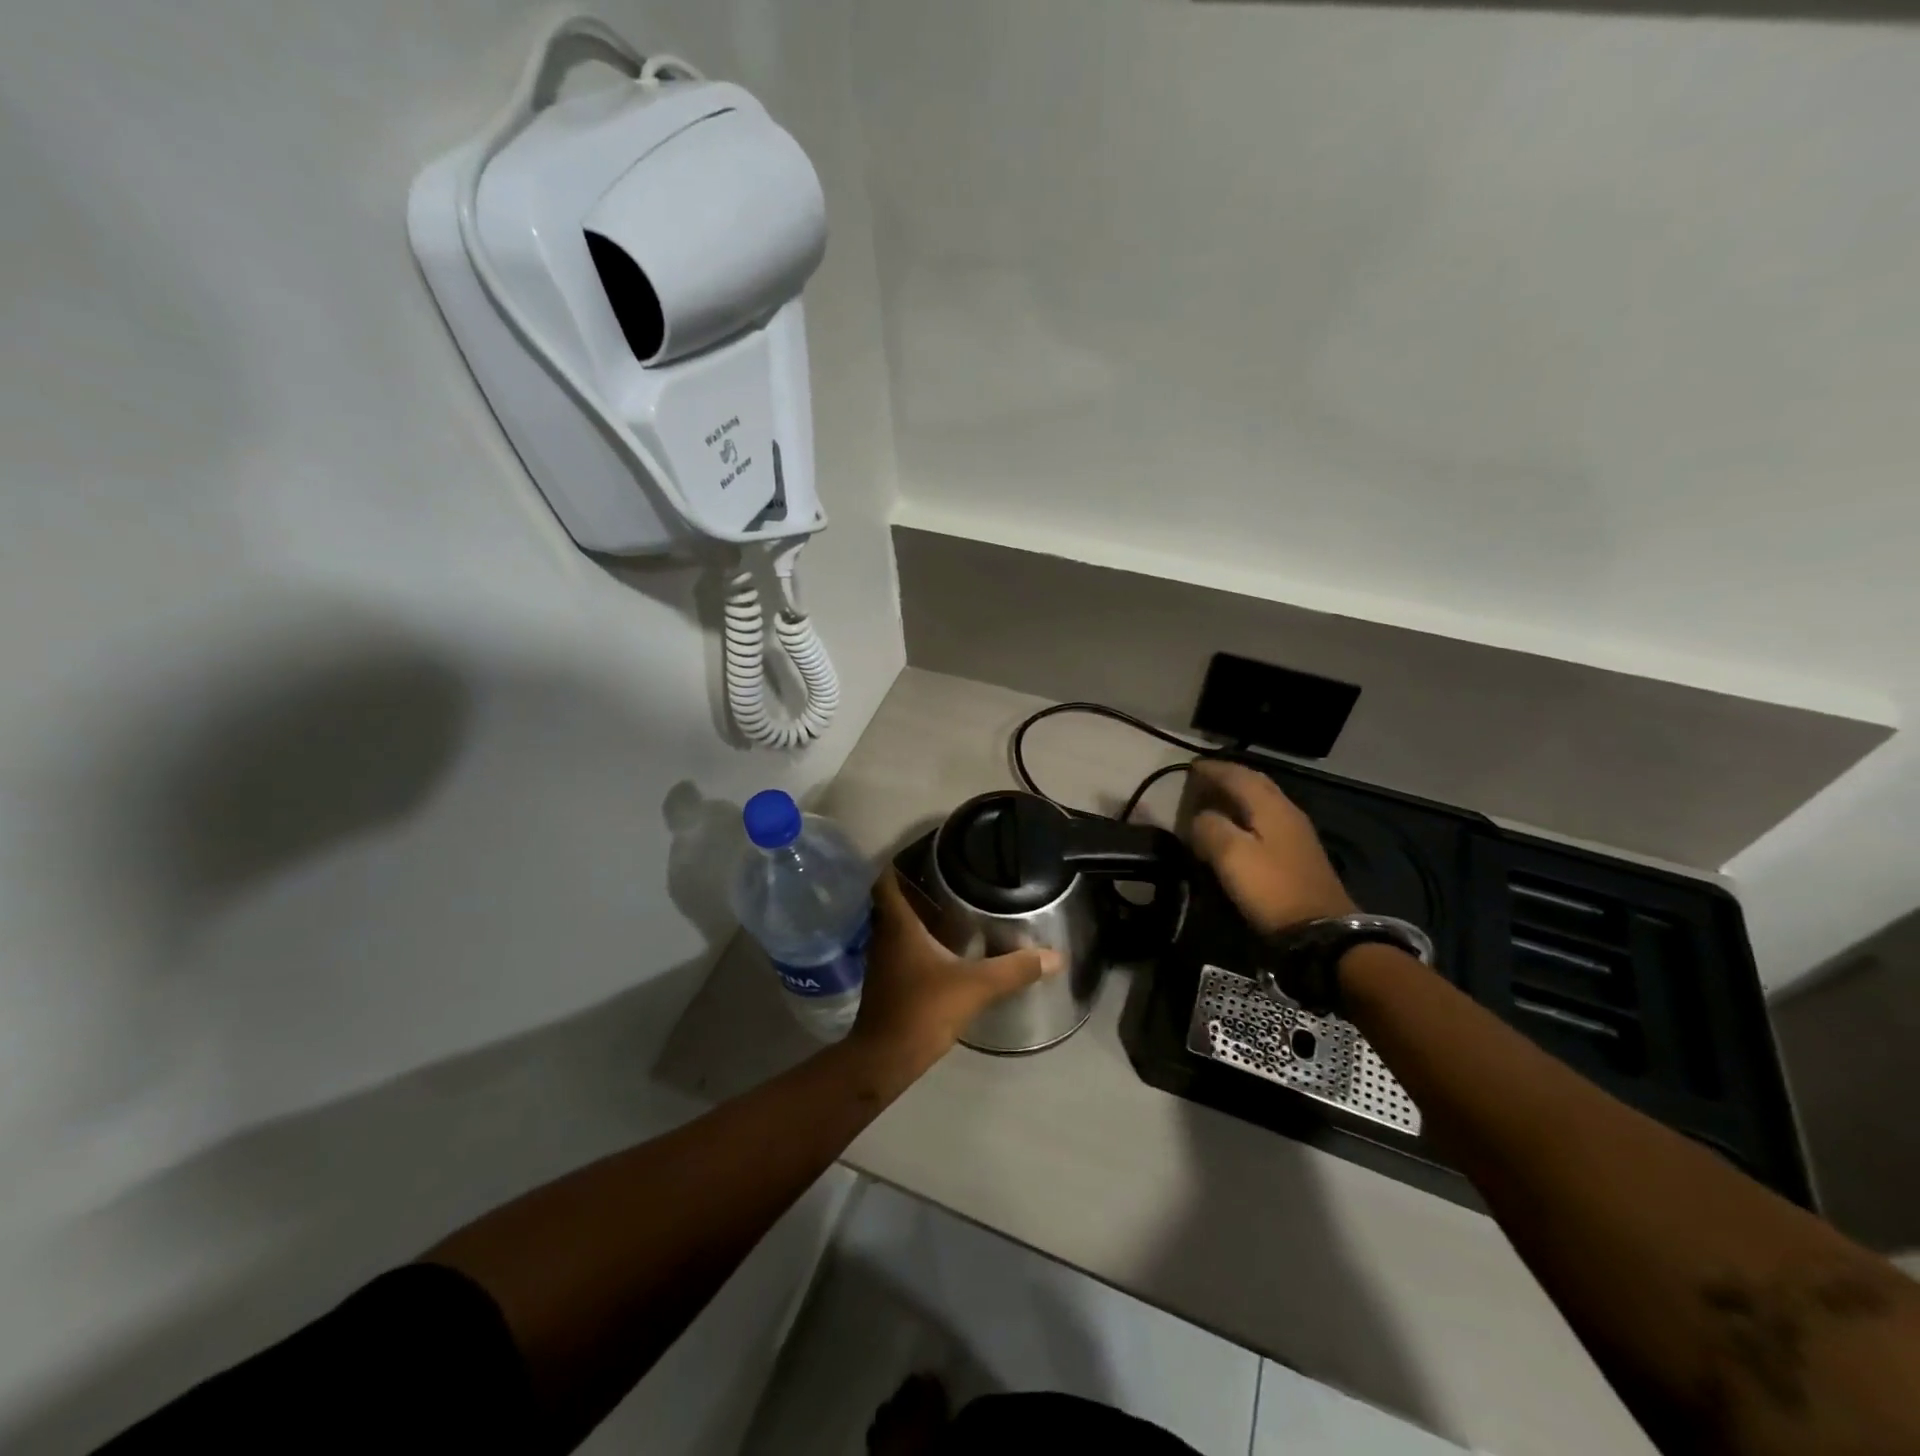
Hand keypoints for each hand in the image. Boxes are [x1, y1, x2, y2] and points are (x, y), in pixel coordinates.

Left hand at [848, 868, 1062, 1074]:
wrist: (885, 1059)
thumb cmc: (923, 1010)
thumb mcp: (975, 986)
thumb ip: (1014, 969)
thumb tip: (1055, 956)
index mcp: (898, 926)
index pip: (886, 882)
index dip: (898, 864)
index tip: (922, 854)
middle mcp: (884, 938)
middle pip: (891, 903)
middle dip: (913, 889)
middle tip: (945, 879)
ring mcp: (881, 963)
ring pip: (894, 928)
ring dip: (915, 917)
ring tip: (948, 909)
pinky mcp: (885, 985)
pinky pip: (899, 951)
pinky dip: (915, 943)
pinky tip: (941, 951)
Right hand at [1187, 761, 1356, 932]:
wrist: (1323, 932)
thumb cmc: (1272, 889)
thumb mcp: (1231, 856)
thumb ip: (1210, 828)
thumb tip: (1200, 817)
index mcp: (1270, 806)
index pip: (1238, 775)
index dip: (1212, 769)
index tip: (1189, 767)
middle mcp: (1286, 812)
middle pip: (1255, 784)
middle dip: (1228, 777)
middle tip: (1202, 779)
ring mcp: (1296, 834)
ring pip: (1262, 802)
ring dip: (1238, 796)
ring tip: (1214, 800)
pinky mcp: (1297, 855)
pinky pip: (1266, 820)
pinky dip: (1246, 815)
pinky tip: (1236, 827)